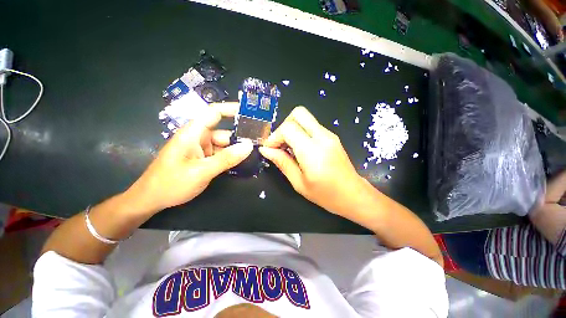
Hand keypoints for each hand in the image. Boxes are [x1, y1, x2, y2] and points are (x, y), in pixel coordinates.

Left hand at [126, 102, 252, 214]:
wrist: (152, 200)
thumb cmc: (171, 183)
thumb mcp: (201, 171)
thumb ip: (226, 158)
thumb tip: (249, 146)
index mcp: (193, 133)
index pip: (214, 113)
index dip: (231, 109)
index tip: (250, 113)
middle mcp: (198, 138)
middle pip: (224, 132)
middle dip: (240, 137)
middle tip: (259, 142)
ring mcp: (201, 149)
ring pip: (224, 145)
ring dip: (236, 149)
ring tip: (254, 153)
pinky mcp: (203, 159)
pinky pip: (221, 154)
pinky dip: (230, 157)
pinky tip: (242, 161)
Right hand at [260, 106, 373, 216]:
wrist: (353, 195)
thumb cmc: (325, 194)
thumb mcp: (299, 183)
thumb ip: (282, 163)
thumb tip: (265, 150)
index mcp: (313, 151)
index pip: (288, 128)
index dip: (275, 136)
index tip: (270, 149)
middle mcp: (323, 137)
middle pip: (298, 113)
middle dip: (284, 125)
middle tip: (280, 143)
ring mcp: (329, 135)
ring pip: (305, 118)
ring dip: (292, 129)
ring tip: (288, 148)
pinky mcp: (332, 136)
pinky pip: (312, 126)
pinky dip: (301, 132)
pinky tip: (299, 149)